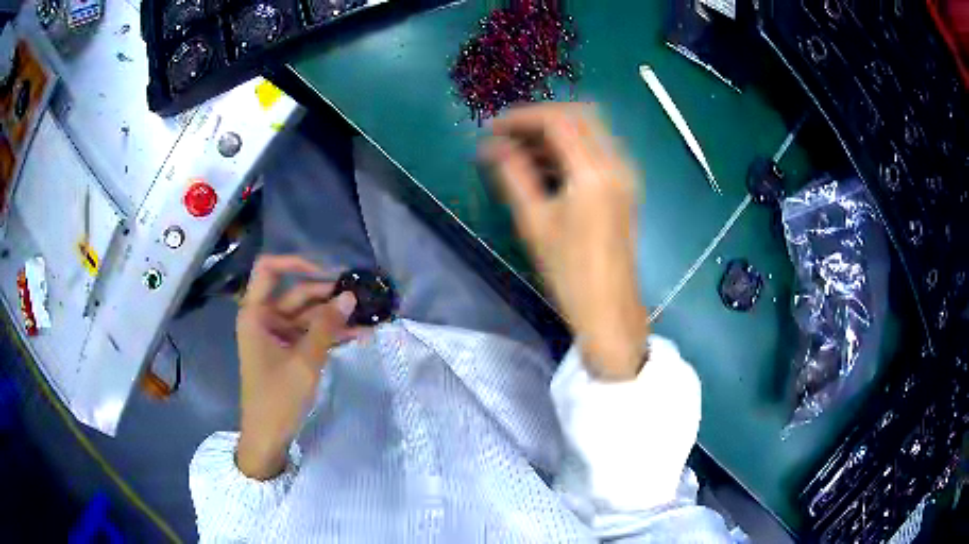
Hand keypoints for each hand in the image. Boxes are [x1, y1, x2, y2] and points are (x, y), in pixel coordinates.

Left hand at [235, 255, 358, 478]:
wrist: (268, 437)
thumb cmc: (278, 398)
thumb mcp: (305, 361)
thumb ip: (327, 326)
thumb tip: (349, 296)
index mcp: (256, 313)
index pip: (269, 269)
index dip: (296, 262)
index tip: (327, 272)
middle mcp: (264, 318)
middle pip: (296, 293)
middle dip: (327, 295)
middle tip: (360, 297)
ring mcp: (276, 335)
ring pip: (307, 315)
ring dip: (335, 318)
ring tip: (367, 320)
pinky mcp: (287, 351)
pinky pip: (310, 334)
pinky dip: (330, 335)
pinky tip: (357, 336)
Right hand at [481, 104, 648, 380]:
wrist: (608, 308)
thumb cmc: (569, 271)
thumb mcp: (534, 221)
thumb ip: (513, 174)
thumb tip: (491, 146)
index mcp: (594, 172)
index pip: (558, 121)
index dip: (522, 117)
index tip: (493, 128)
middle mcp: (616, 164)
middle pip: (580, 116)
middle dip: (542, 119)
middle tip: (510, 135)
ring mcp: (625, 175)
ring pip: (591, 132)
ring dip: (556, 134)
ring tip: (520, 152)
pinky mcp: (625, 187)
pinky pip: (597, 152)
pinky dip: (571, 149)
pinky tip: (545, 167)